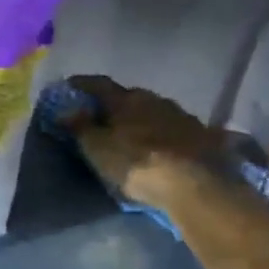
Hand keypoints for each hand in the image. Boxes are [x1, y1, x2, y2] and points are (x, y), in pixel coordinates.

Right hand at [63, 74, 219, 209]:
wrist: (196, 184)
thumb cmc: (136, 164)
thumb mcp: (98, 149)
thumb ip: (80, 127)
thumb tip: (65, 110)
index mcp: (126, 99)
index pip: (99, 84)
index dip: (82, 84)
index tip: (69, 86)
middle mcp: (155, 99)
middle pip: (129, 97)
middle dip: (114, 105)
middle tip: (101, 117)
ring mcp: (182, 115)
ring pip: (153, 112)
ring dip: (140, 119)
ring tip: (131, 134)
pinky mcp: (203, 135)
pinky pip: (174, 129)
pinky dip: (162, 134)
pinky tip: (160, 146)